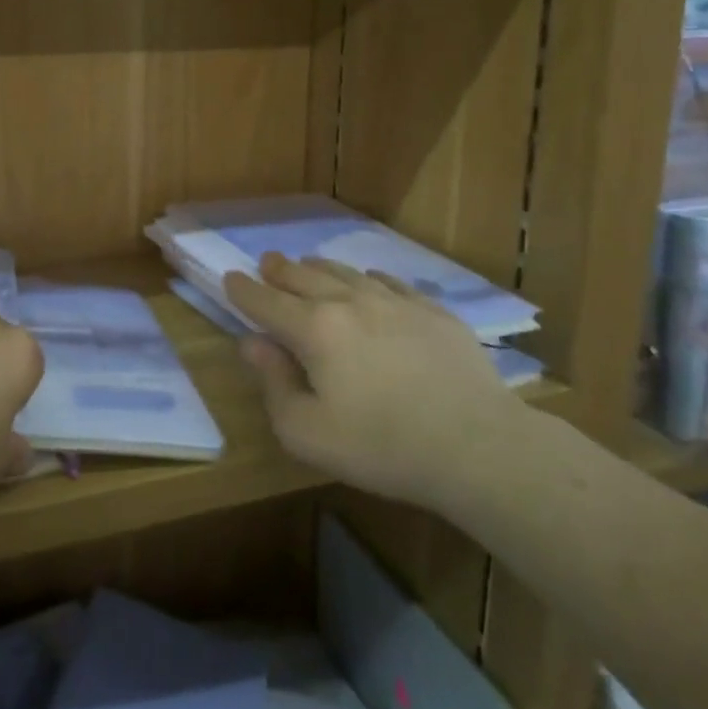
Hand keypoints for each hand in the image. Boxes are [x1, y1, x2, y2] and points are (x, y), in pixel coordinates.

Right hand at [224, 254, 519, 509]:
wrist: (477, 445)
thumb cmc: (382, 446)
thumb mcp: (307, 432)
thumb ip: (273, 383)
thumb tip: (252, 344)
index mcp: (314, 329)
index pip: (266, 301)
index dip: (243, 290)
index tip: (230, 278)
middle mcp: (349, 302)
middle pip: (304, 276)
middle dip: (279, 269)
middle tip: (267, 262)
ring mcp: (394, 302)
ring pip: (345, 273)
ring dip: (319, 268)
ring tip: (308, 265)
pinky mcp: (432, 310)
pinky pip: (390, 282)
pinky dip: (368, 278)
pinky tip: (369, 282)